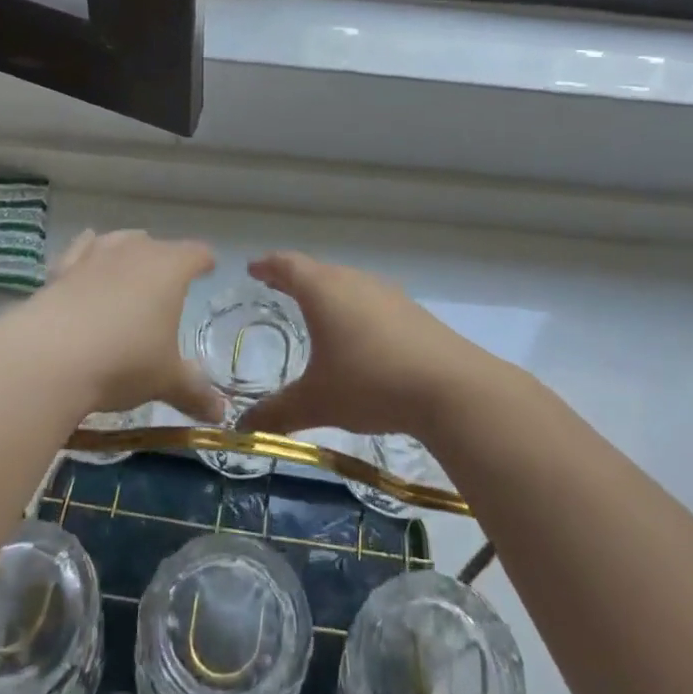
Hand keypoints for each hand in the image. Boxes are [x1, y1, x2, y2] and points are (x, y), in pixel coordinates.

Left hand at [0, 229, 224, 423]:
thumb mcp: (164, 380)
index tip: (209, 268)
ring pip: (118, 241)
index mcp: (170, 269)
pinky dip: (86, 254)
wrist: (49, 357)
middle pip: (157, 244)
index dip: (204, 261)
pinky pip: (79, 252)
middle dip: (165, 259)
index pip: (196, 254)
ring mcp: (94, 257)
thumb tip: (219, 414)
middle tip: (169, 281)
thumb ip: (194, 392)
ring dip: (127, 250)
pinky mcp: (60, 271)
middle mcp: (134, 252)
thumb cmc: (124, 361)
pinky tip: (84, 261)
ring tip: (130, 265)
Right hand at [236, 252, 482, 440]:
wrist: (451, 388)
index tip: (253, 268)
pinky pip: (372, 300)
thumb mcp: (317, 402)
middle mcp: (355, 282)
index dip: (268, 265)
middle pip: (318, 270)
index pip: (288, 265)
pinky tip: (359, 333)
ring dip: (328, 291)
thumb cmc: (370, 383)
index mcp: (323, 291)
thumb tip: (241, 429)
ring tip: (316, 308)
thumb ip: (276, 413)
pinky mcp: (413, 312)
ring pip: (348, 283)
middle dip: (295, 277)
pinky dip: (355, 308)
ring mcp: (388, 294)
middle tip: (277, 286)